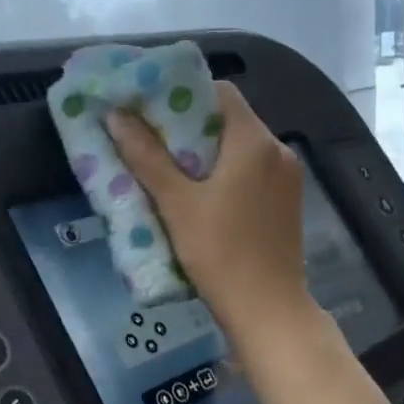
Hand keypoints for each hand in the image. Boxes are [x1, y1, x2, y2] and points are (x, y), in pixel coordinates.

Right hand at [108, 81, 310, 341]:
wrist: (268, 311)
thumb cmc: (220, 253)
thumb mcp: (176, 203)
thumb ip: (146, 156)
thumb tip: (116, 115)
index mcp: (254, 140)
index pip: (219, 92)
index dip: (183, 95)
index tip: (151, 110)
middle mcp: (278, 150)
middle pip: (230, 120)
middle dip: (189, 127)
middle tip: (151, 141)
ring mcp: (288, 179)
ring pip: (241, 149)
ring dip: (206, 153)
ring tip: (170, 170)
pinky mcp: (287, 204)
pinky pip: (253, 173)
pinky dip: (226, 174)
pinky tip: (201, 197)